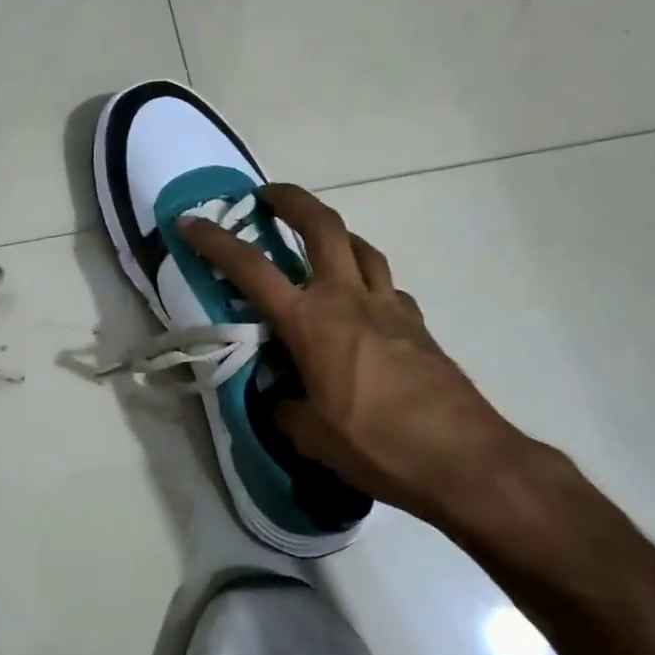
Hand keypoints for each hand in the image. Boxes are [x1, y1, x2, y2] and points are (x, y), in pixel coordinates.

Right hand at [182, 184, 551, 533]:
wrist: (463, 458)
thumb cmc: (376, 445)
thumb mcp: (311, 436)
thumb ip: (285, 408)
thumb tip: (280, 398)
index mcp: (311, 322)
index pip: (251, 268)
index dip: (216, 241)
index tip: (191, 221)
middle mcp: (348, 299)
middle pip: (322, 225)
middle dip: (291, 200)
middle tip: (269, 196)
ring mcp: (389, 306)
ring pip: (361, 247)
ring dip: (334, 234)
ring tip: (317, 244)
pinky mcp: (418, 323)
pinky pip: (387, 286)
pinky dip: (367, 281)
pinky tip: (363, 307)